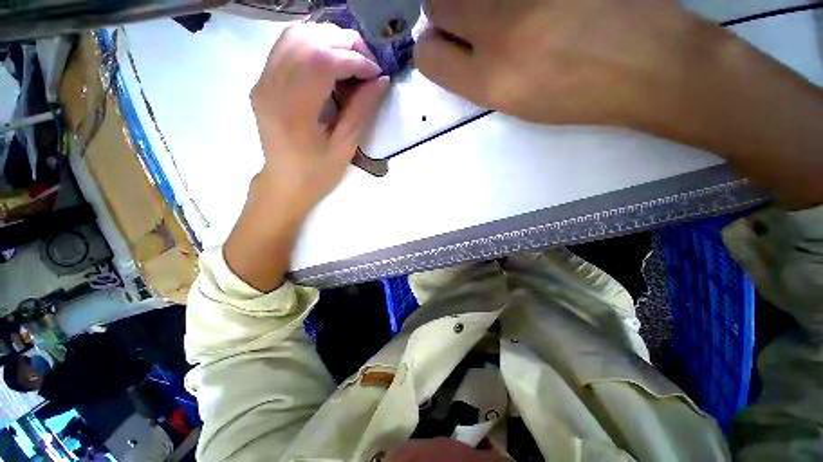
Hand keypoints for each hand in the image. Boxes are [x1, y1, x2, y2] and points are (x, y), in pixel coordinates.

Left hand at [252, 23, 388, 216]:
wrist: (284, 183)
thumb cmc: (317, 174)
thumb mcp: (344, 148)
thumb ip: (361, 111)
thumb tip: (381, 81)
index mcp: (293, 111)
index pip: (322, 62)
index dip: (354, 60)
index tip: (376, 72)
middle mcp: (271, 88)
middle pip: (307, 40)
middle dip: (344, 43)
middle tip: (368, 62)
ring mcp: (263, 82)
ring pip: (295, 36)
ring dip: (329, 38)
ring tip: (352, 58)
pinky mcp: (263, 81)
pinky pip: (287, 46)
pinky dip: (313, 43)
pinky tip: (331, 59)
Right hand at [417, 0, 822, 206]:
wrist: (650, 64)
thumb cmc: (577, 96)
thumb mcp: (516, 104)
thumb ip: (476, 77)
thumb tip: (452, 50)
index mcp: (491, 81)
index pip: (427, 56)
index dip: (430, 50)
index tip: (442, 49)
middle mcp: (500, 29)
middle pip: (438, 4)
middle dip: (444, 15)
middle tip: (470, 22)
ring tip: (510, 15)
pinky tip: (536, 7)